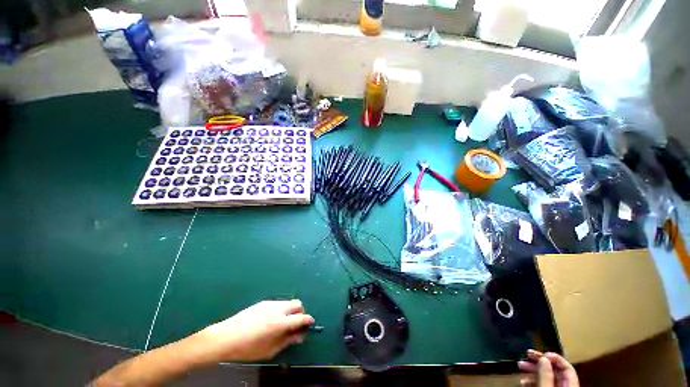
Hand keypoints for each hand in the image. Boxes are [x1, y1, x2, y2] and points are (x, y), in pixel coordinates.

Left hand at [192, 300, 314, 362]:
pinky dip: (282, 309)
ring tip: (283, 323)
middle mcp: (279, 309)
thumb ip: (288, 341)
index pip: (302, 318)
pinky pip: (279, 303)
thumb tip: (300, 336)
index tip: (310, 325)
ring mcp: (271, 303)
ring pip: (288, 302)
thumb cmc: (248, 348)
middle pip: (298, 304)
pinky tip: (272, 320)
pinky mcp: (264, 302)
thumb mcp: (270, 350)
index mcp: (281, 323)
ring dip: (291, 310)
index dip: (308, 321)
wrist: (226, 337)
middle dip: (301, 313)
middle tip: (296, 324)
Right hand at [518, 349, 578, 386]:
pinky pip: (542, 383)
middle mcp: (565, 386)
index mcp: (570, 384)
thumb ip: (546, 374)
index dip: (555, 358)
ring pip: (546, 376)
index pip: (567, 367)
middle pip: (555, 370)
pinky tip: (524, 380)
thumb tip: (543, 357)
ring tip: (520, 366)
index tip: (541, 353)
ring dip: (533, 369)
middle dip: (539, 362)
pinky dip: (532, 379)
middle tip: (526, 355)